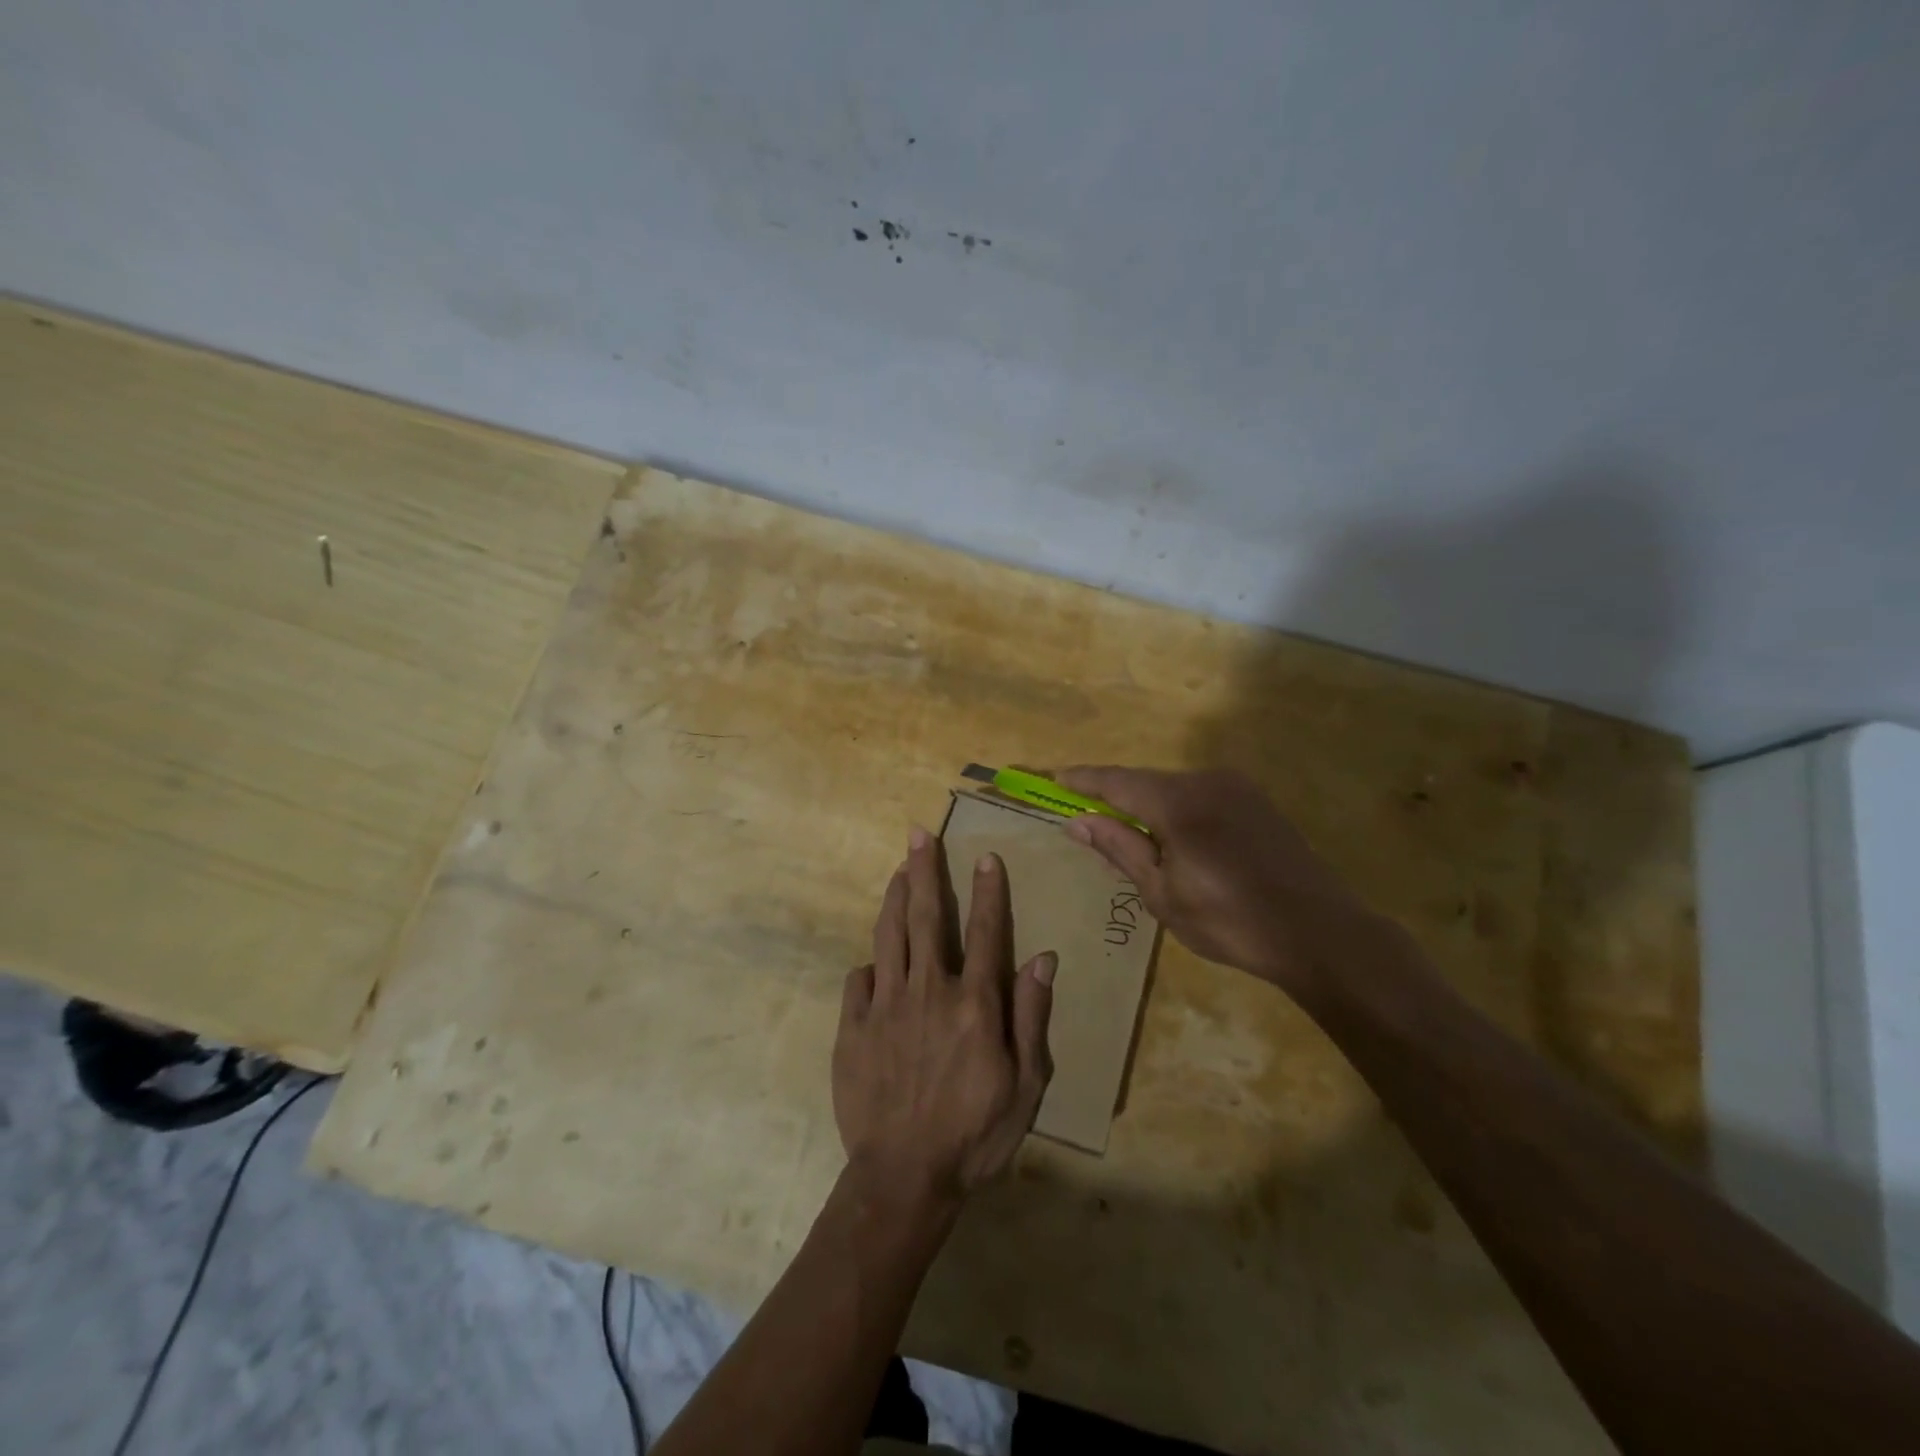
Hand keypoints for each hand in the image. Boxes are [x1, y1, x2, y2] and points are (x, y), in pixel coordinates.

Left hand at [833, 828, 1056, 1205]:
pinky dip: (870, 963)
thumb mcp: (1026, 1086)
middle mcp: (928, 991)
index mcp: (974, 1004)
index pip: (986, 932)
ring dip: (895, 897)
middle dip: (925, 870)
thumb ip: (1032, 1017)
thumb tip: (1044, 958)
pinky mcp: (853, 1026)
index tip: (986, 856)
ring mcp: (885, 1006)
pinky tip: (874, 959)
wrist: (903, 1178)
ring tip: (898, 869)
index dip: (988, 891)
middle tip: (920, 834)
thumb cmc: (975, 1135)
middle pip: (927, 917)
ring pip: (889, 935)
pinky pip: (859, 980)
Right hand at [1056, 767, 1367, 999]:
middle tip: (1089, 820)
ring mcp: (1237, 788)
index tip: (1055, 777)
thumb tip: (1077, 819)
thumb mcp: (1162, 892)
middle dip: (1115, 797)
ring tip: (1130, 838)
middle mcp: (1206, 781)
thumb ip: (1119, 847)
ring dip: (1148, 806)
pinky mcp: (1257, 802)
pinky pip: (1201, 797)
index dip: (1084, 779)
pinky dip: (1177, 811)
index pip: (1117, 780)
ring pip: (1174, 788)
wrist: (1319, 933)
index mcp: (1178, 801)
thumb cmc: (1230, 920)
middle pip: (1146, 782)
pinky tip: (1175, 840)